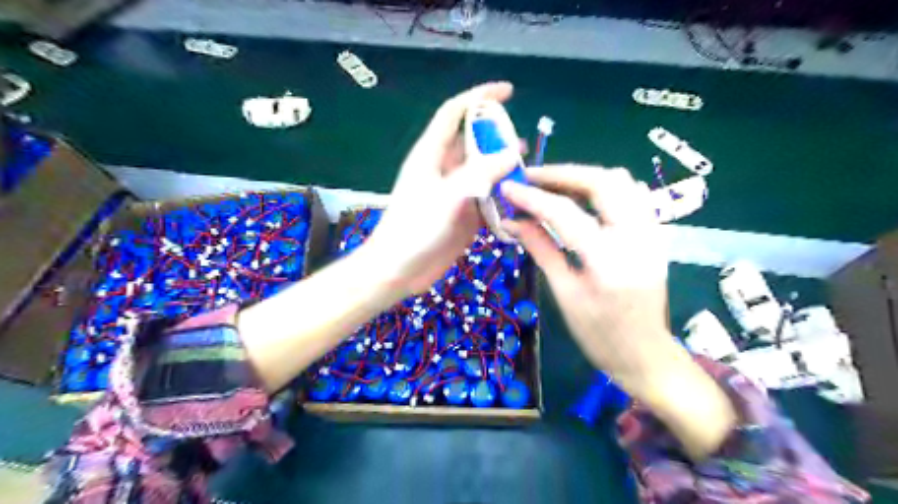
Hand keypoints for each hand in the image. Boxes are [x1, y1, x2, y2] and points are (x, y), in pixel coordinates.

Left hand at [365, 83, 518, 295]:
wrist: (399, 269)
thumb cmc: (414, 228)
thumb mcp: (447, 196)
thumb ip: (479, 174)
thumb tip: (511, 153)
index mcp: (431, 154)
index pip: (455, 113)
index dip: (479, 97)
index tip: (508, 91)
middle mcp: (444, 169)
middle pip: (473, 142)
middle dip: (498, 137)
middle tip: (524, 143)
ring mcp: (454, 193)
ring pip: (483, 171)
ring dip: (503, 169)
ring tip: (527, 169)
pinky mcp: (463, 214)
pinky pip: (487, 197)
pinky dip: (503, 196)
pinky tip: (520, 199)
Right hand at [502, 168, 740, 458]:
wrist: (645, 355)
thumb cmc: (599, 335)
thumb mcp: (564, 294)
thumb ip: (541, 249)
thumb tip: (511, 222)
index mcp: (608, 260)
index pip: (565, 213)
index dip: (532, 197)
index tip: (507, 187)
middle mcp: (636, 237)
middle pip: (602, 182)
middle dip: (563, 174)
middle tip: (532, 178)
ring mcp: (652, 233)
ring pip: (621, 182)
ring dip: (584, 177)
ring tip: (553, 185)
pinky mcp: (655, 234)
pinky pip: (632, 195)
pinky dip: (604, 188)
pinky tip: (582, 197)